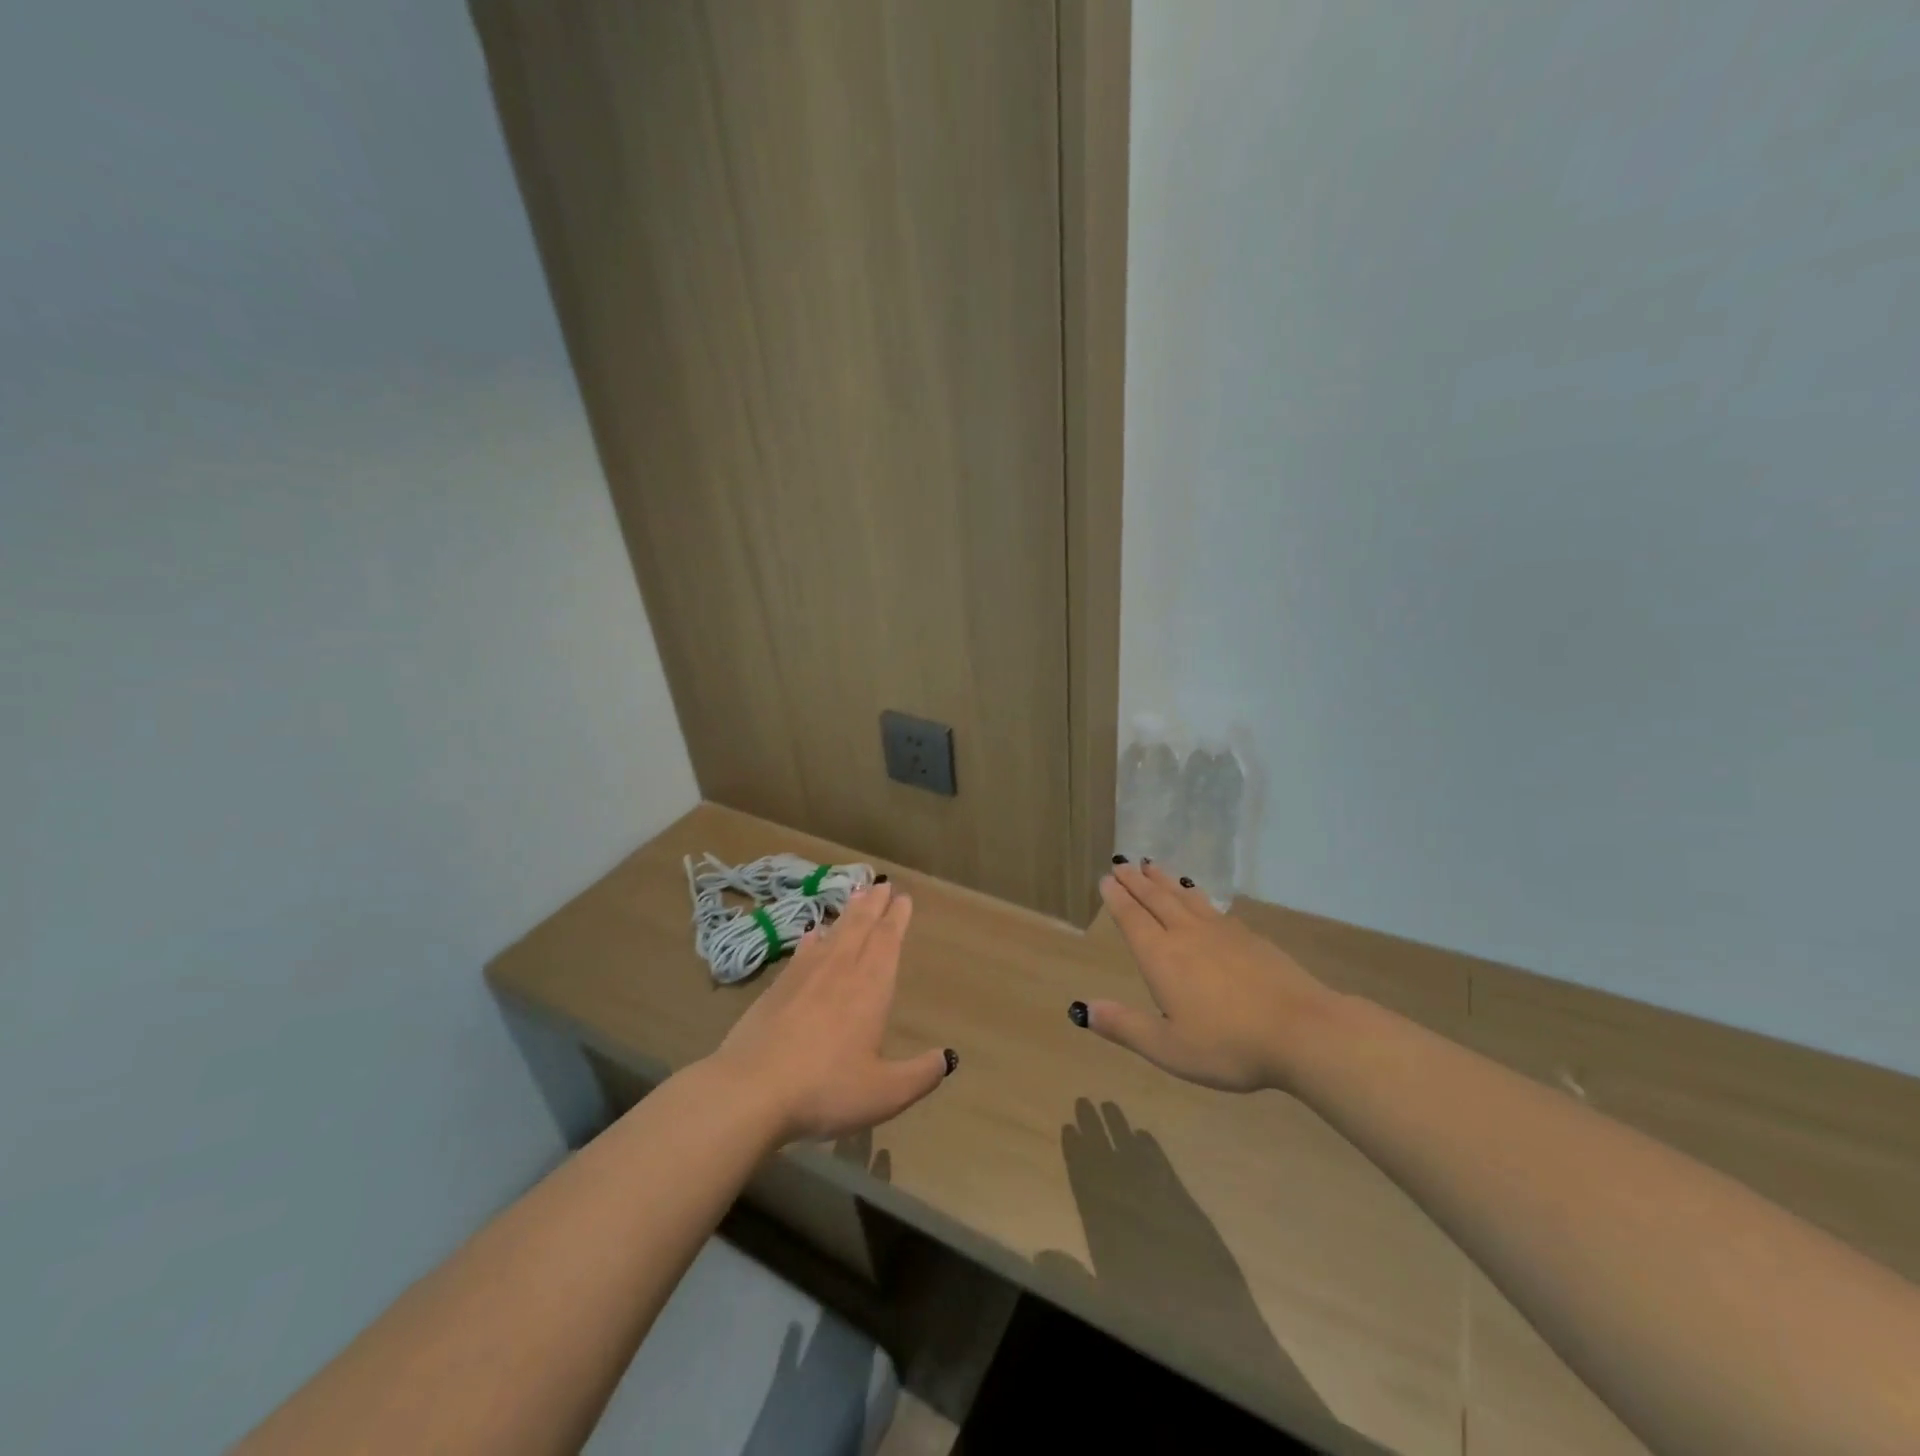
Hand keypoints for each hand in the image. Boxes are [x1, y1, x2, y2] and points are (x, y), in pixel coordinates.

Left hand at [704, 881, 952, 1142]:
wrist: (751, 1090)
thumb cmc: (826, 1089)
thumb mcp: (884, 1093)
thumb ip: (920, 1075)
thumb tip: (948, 1058)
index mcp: (870, 988)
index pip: (887, 942)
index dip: (896, 918)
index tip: (902, 898)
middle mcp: (840, 971)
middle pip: (860, 928)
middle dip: (874, 905)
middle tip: (883, 884)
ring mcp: (804, 976)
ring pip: (833, 934)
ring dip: (848, 913)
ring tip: (857, 895)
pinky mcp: (776, 988)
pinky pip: (802, 951)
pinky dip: (813, 938)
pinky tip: (813, 933)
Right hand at [1086, 862, 1340, 1093]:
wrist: (1303, 1031)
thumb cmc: (1229, 1045)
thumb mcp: (1169, 1048)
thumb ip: (1125, 1026)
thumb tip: (1082, 1009)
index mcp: (1161, 958)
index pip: (1132, 919)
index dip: (1117, 899)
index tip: (1106, 878)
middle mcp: (1186, 935)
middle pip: (1156, 899)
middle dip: (1136, 881)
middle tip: (1122, 863)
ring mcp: (1221, 932)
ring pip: (1184, 897)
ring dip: (1164, 881)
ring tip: (1152, 866)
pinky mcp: (1250, 937)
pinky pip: (1211, 906)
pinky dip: (1196, 895)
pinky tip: (1198, 896)